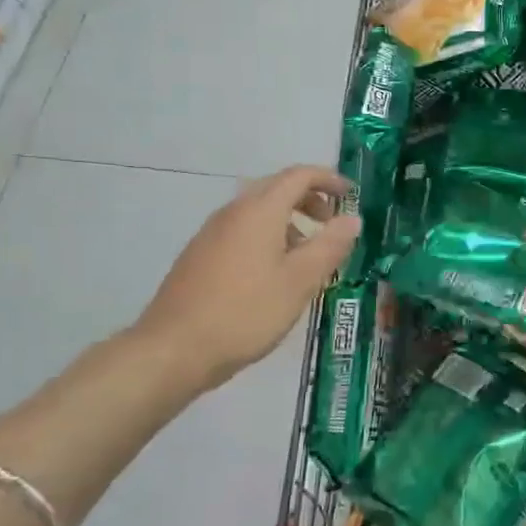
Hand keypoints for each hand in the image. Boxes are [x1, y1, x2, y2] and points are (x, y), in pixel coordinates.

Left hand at [129, 165, 359, 398]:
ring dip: (288, 220)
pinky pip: (242, 231)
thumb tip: (352, 219)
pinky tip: (273, 274)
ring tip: (307, 254)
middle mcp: (233, 213)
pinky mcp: (199, 256)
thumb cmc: (246, 312)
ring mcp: (211, 234)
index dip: (328, 179)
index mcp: (259, 211)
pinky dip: (267, 236)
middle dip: (309, 199)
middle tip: (332, 224)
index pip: (298, 176)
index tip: (351, 195)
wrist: (173, 350)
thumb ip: (330, 246)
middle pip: (276, 188)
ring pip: (258, 211)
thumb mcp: (300, 281)